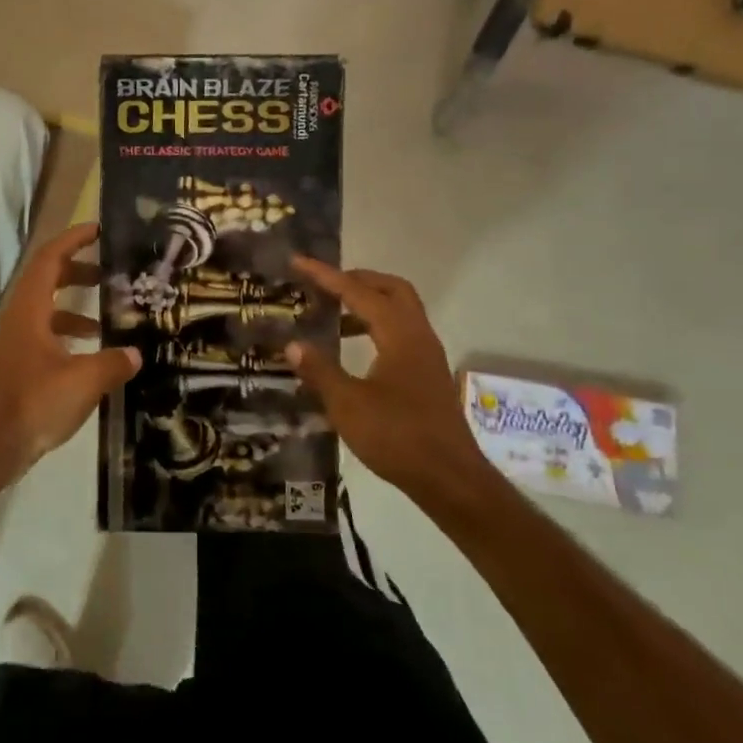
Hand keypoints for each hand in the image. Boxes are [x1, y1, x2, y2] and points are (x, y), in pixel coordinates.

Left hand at [0, 223, 139, 476]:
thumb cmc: (34, 403)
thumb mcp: (83, 381)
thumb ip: (112, 362)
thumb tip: (135, 353)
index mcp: (29, 308)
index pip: (50, 258)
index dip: (73, 239)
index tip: (100, 229)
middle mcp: (19, 317)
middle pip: (48, 278)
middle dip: (80, 270)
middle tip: (113, 272)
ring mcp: (16, 341)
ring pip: (48, 308)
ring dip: (77, 305)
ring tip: (111, 316)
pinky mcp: (19, 364)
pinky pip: (47, 334)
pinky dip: (70, 333)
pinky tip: (94, 353)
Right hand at [285, 258, 490, 506]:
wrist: (450, 479)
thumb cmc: (397, 437)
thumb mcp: (347, 405)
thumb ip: (319, 370)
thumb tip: (292, 343)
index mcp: (399, 335)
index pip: (359, 292)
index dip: (327, 276)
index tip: (299, 262)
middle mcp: (418, 336)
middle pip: (391, 289)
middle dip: (356, 280)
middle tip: (323, 284)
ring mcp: (427, 355)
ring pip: (400, 311)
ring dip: (367, 303)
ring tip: (332, 316)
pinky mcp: (427, 374)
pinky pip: (401, 332)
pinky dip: (376, 326)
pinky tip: (353, 350)